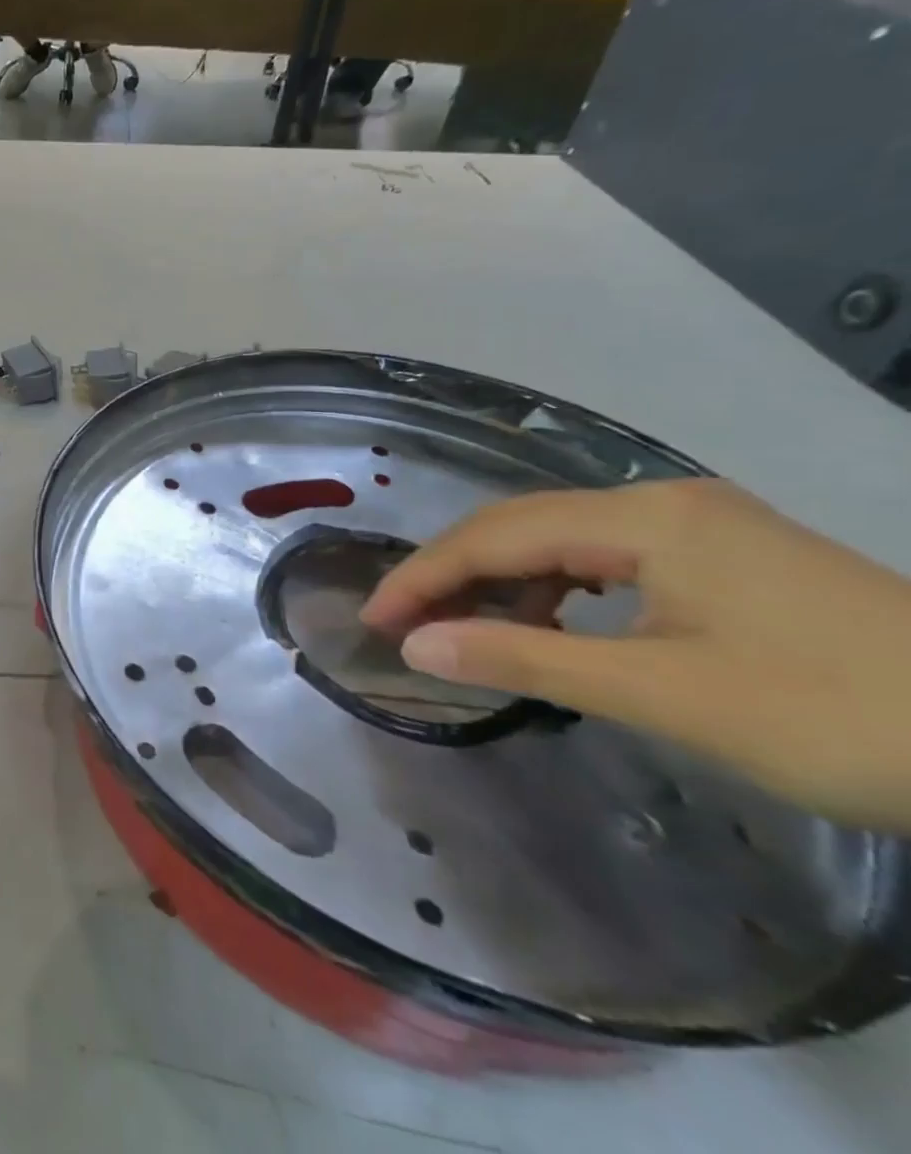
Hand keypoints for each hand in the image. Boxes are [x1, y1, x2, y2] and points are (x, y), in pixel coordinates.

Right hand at [361, 480, 910, 831]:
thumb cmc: (845, 716)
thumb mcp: (665, 693)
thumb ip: (527, 660)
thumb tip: (417, 647)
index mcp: (645, 518)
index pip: (495, 536)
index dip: (424, 576)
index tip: (374, 621)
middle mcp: (662, 503)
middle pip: (520, 527)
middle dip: (451, 574)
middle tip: (402, 624)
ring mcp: (698, 527)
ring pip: (560, 542)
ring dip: (500, 582)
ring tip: (462, 629)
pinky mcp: (725, 559)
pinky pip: (605, 560)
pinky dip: (554, 591)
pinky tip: (547, 626)